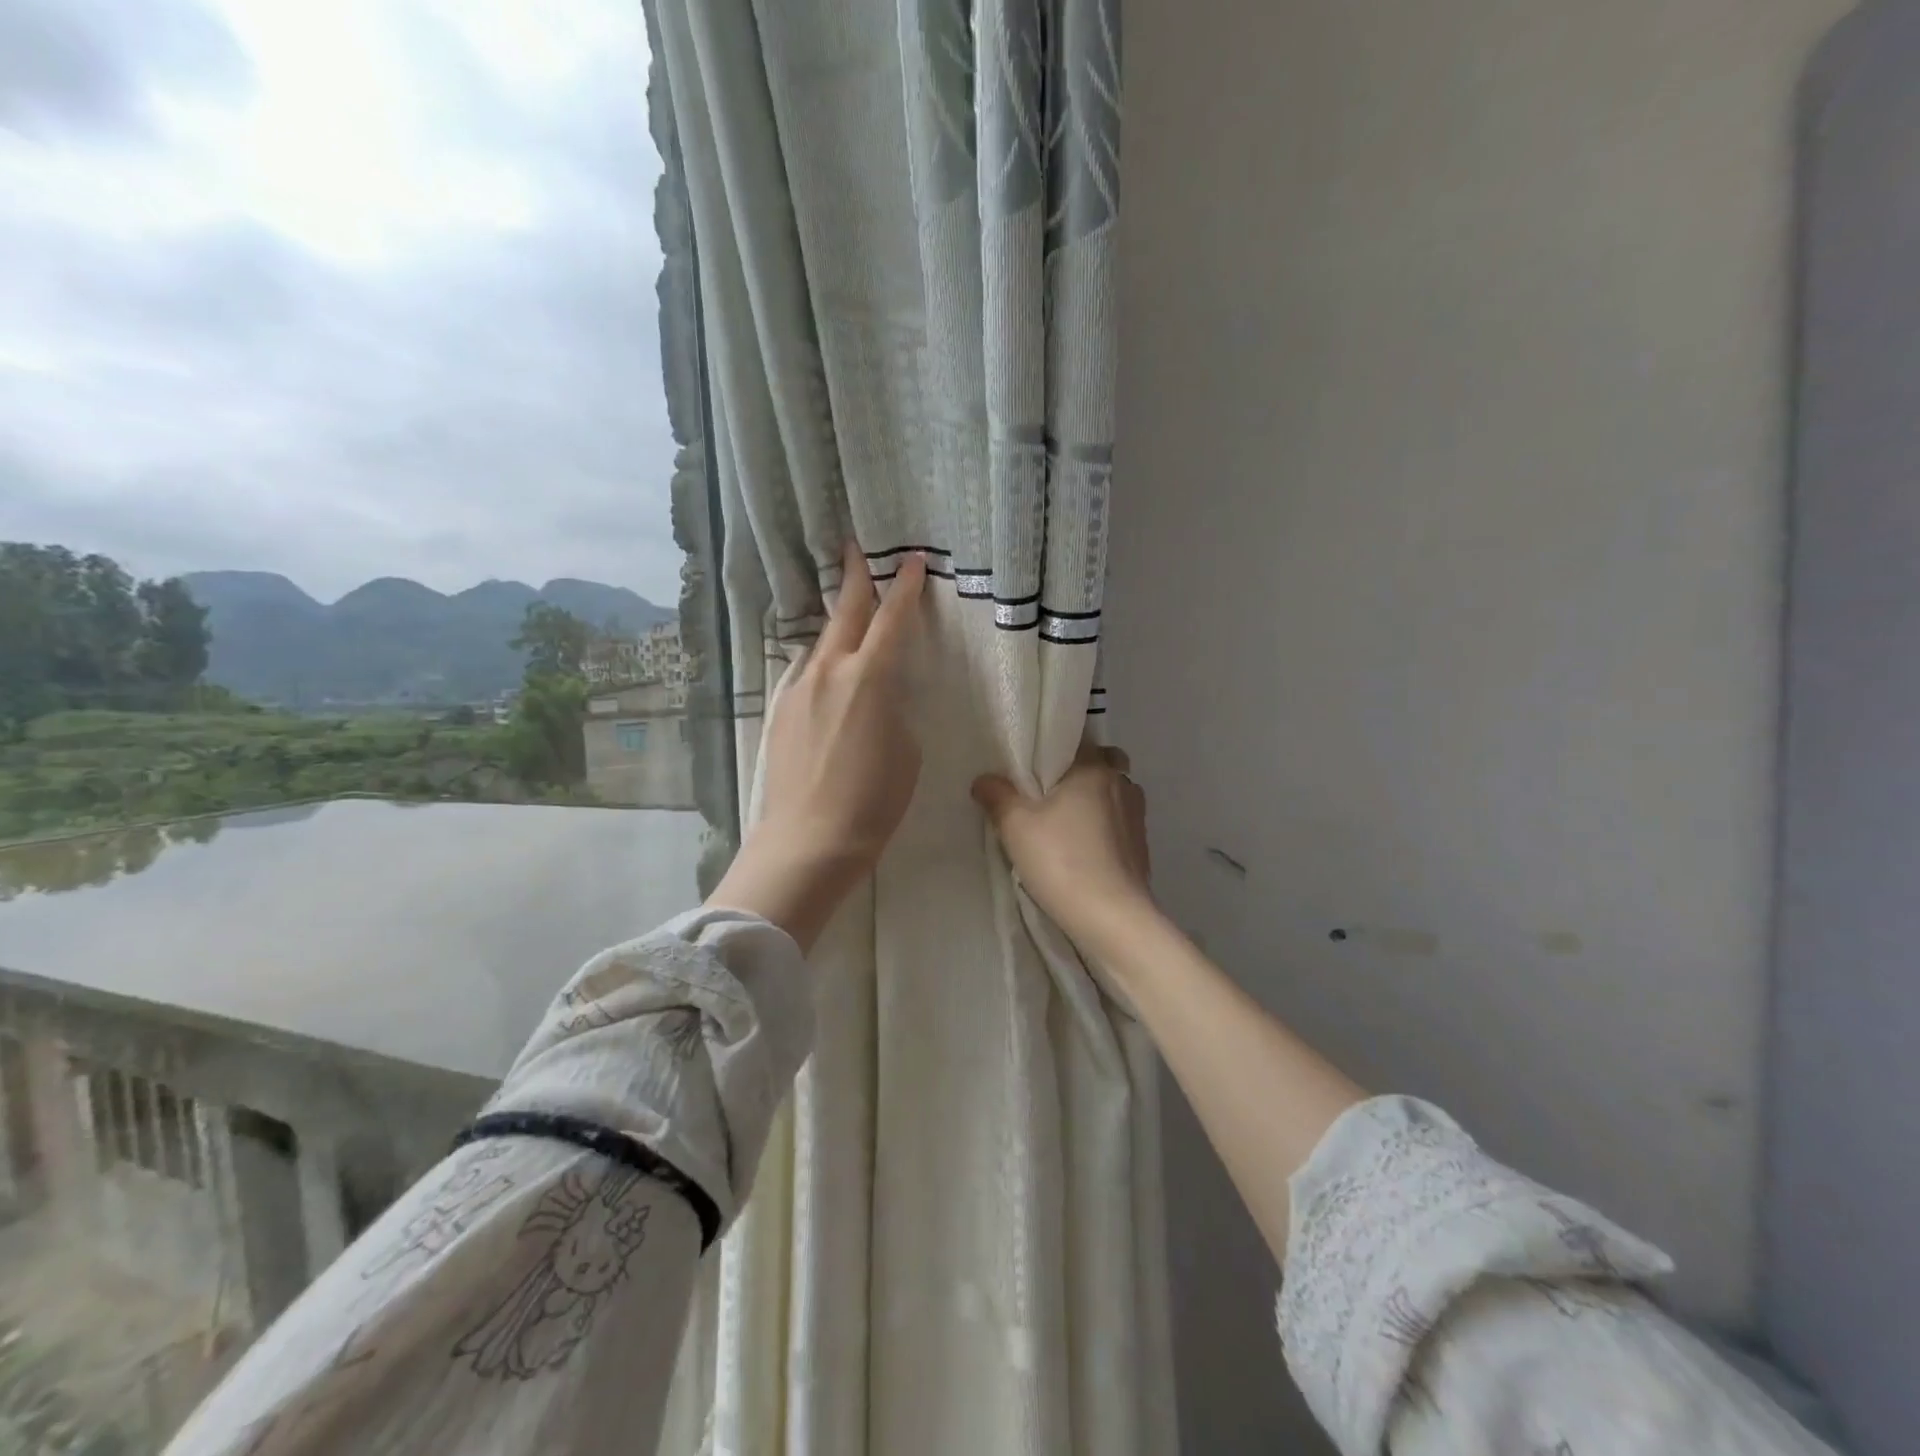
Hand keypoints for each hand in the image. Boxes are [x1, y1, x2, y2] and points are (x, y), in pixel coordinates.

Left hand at [708, 541, 927, 948]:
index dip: (906, 587)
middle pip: (846, 612)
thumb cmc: (873, 802)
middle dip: (855, 578)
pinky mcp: (780, 711)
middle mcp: (830, 671)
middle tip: (855, 548)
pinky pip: (806, 674)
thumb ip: (895, 709)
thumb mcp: (906, 751)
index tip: (914, 561)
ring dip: (838, 625)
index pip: (893, 619)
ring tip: (848, 615)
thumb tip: (881, 697)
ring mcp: (799, 689)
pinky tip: (828, 675)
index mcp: (871, 678)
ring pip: (822, 643)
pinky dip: (822, 664)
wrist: (808, 842)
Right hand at [972, 742, 1155, 956]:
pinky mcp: (1142, 846)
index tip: (1035, 766)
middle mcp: (1121, 783)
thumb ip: (997, 795)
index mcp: (1094, 768)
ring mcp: (1137, 816)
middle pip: (1103, 763)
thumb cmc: (1062, 860)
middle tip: (1052, 794)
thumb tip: (984, 780)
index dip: (1056, 748)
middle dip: (1082, 772)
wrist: (1112, 917)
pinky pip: (1120, 822)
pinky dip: (1104, 828)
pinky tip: (1084, 849)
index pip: (1078, 740)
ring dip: (1096, 801)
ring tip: (1067, 823)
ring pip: (1114, 793)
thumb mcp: (1015, 826)